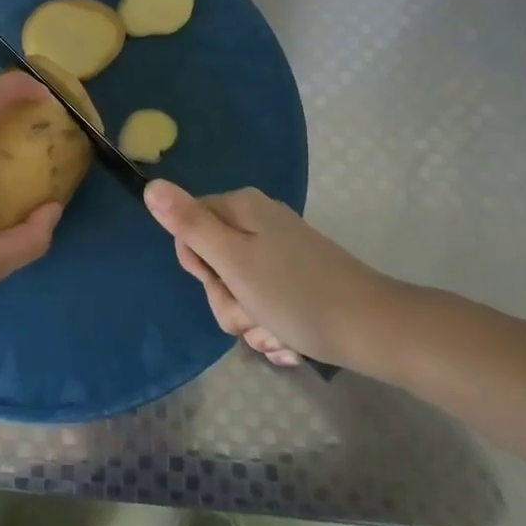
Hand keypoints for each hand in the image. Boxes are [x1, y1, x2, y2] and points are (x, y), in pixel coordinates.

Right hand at [144, 180, 400, 371]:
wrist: (374, 330)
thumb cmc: (296, 294)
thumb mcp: (232, 261)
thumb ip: (189, 224)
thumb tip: (151, 185)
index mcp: (241, 208)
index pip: (188, 229)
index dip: (199, 265)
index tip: (223, 283)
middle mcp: (259, 220)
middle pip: (213, 260)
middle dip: (225, 298)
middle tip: (249, 313)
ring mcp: (280, 248)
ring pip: (237, 285)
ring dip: (247, 317)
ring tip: (272, 333)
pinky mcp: (298, 275)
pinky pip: (264, 297)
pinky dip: (269, 321)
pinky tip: (286, 340)